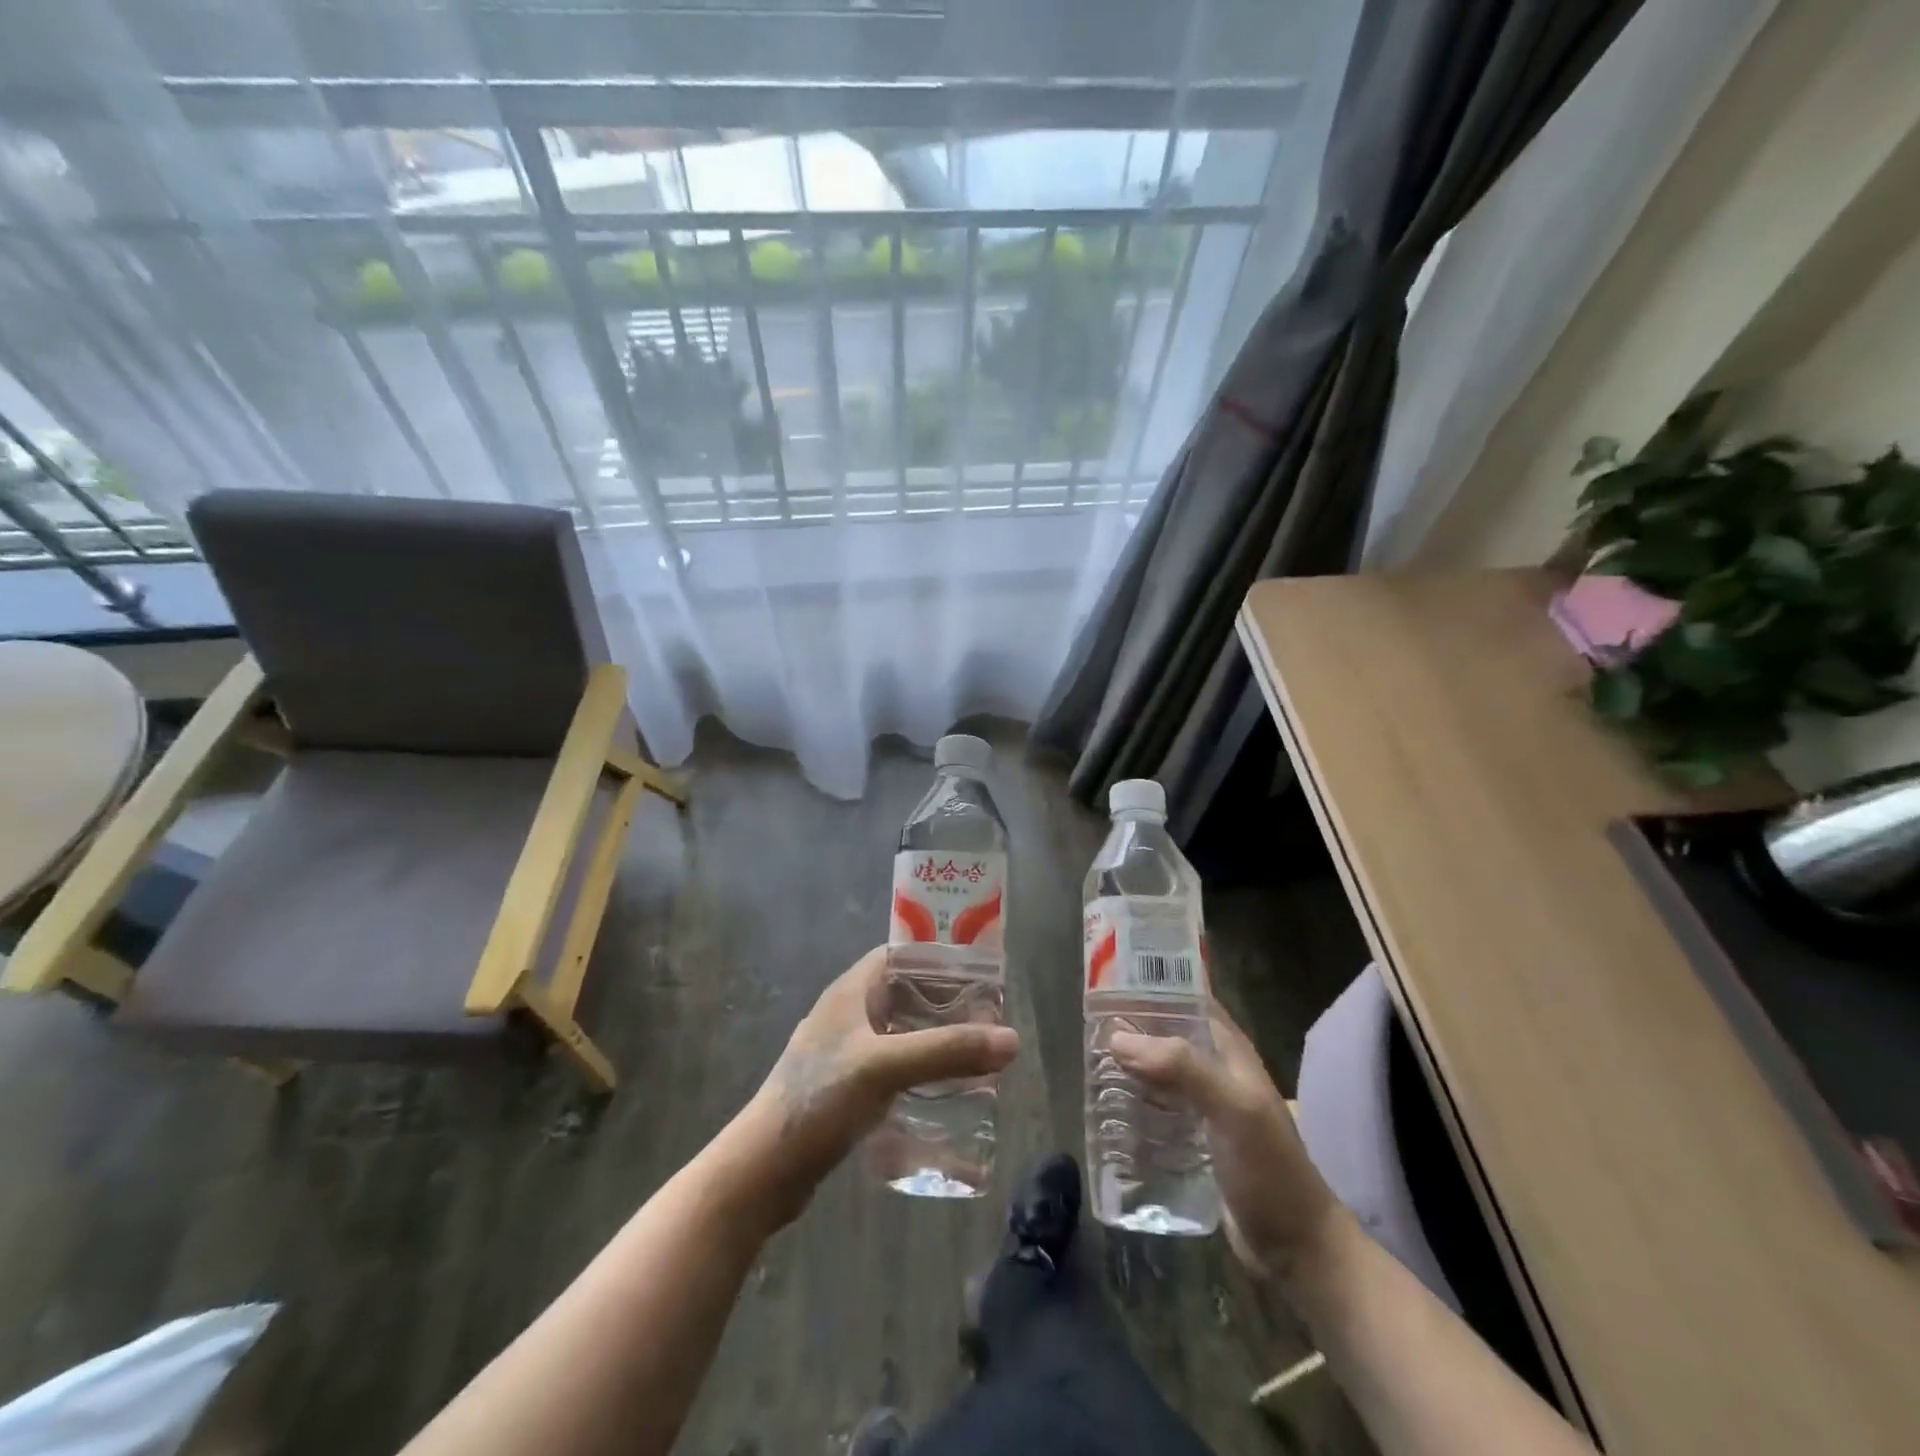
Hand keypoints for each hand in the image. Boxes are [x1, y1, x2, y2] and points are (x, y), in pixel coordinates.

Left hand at [741, 947, 1018, 1220]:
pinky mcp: (846, 1089)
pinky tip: (944, 1091)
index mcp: (851, 991)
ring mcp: (845, 1053)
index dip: (938, 958)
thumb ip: (947, 1051)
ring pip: (900, 1033)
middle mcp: (848, 1015)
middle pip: (905, 994)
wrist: (764, 1170)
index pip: (900, 955)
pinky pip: (892, 1067)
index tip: (980, 973)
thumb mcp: (886, 1067)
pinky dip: (919, 1070)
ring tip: (975, 1053)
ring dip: (934, 1040)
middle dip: (945, 1004)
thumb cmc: (819, 1100)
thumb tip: (1012, 1039)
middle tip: (988, 1019)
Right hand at [1112, 1003, 1345, 1279]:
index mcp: (1230, 1052)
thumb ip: (1182, 1067)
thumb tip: (1118, 1038)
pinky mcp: (1192, 1141)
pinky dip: (1133, 1101)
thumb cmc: (1269, 1170)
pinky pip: (1156, 1109)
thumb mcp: (1232, 1108)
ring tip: (1088, 1058)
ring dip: (1129, 1064)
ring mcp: (1203, 1108)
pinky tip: (1106, 1106)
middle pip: (1168, 1034)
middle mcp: (1215, 1071)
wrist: (1295, 1250)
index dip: (1157, 983)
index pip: (1190, 998)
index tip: (1112, 976)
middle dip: (1133, 1026)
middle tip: (1088, 1020)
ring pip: (1159, 1072)